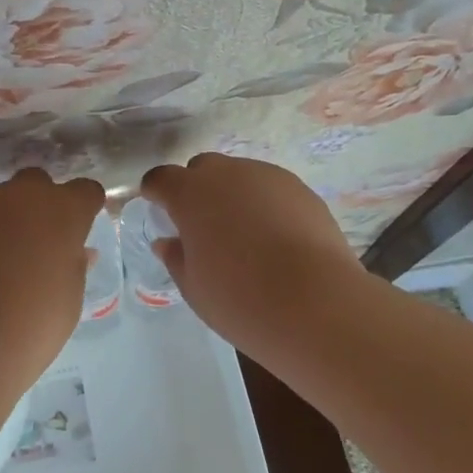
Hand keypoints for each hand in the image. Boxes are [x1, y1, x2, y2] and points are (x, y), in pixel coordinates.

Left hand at [0, 167, 104, 380]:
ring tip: (6, 261)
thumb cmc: (32, 326)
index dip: (86, 208)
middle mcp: (22, 197)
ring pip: (3, 199)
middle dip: (43, 204)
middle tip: (42, 243)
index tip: (82, 230)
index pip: (85, 191)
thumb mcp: (69, 299)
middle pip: (39, 183)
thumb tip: (77, 252)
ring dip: (10, 219)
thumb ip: (74, 265)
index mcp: (62, 211)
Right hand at [141, 154, 363, 353]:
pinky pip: (271, 189)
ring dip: (233, 196)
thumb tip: (168, 242)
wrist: (316, 303)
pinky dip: (265, 205)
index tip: (158, 209)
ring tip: (246, 236)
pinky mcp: (301, 189)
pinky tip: (277, 239)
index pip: (161, 178)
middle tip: (203, 227)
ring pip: (240, 176)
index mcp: (190, 193)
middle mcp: (227, 174)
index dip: (156, 192)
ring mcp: (267, 176)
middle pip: (202, 169)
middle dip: (197, 189)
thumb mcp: (194, 287)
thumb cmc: (240, 299)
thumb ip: (176, 258)